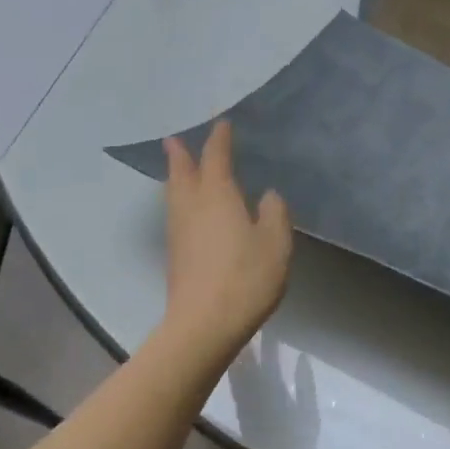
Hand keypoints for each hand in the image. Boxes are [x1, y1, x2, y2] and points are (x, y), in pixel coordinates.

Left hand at [162, 121, 292, 353]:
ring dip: (175, 176)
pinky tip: (190, 210)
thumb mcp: (275, 242)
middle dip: (180, 154)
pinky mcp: (176, 255)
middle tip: (174, 139)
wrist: (204, 324)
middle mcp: (192, 206)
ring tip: (179, 168)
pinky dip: (180, 200)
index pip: (216, 158)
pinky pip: (176, 214)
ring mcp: (179, 232)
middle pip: (181, 173)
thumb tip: (267, 195)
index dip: (219, 139)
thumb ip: (274, 213)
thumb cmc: (246, 277)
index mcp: (217, 195)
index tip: (222, 124)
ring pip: (174, 194)